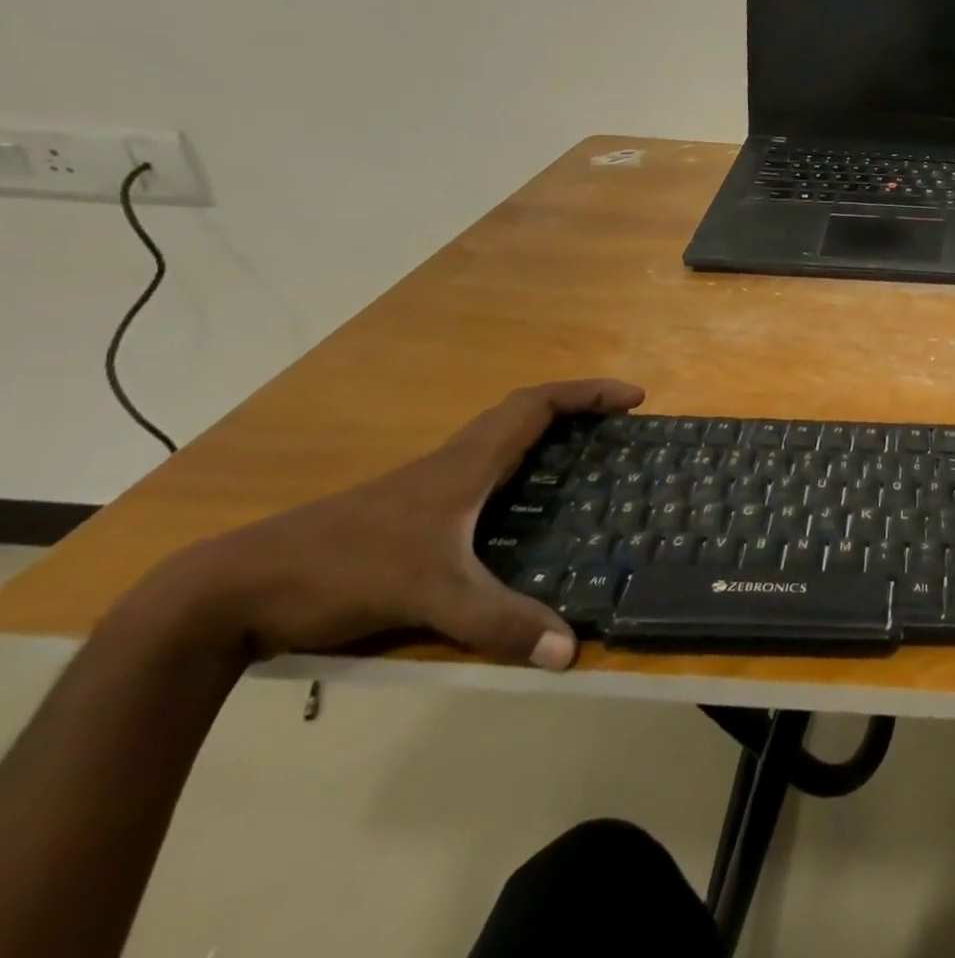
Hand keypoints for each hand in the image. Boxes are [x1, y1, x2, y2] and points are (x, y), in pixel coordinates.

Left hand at [148, 380, 643, 671]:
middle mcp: (452, 462)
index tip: (632, 398)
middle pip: (523, 413)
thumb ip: (499, 622)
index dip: (588, 394)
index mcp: (466, 463)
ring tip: (583, 460)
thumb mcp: (429, 595)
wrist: (232, 590)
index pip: (537, 405)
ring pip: (499, 440)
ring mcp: (426, 486)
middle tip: (618, 427)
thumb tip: (570, 650)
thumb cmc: (341, 569)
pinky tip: (520, 507)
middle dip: (576, 408)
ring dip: (545, 434)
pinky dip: (516, 467)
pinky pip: (480, 470)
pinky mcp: (408, 512)